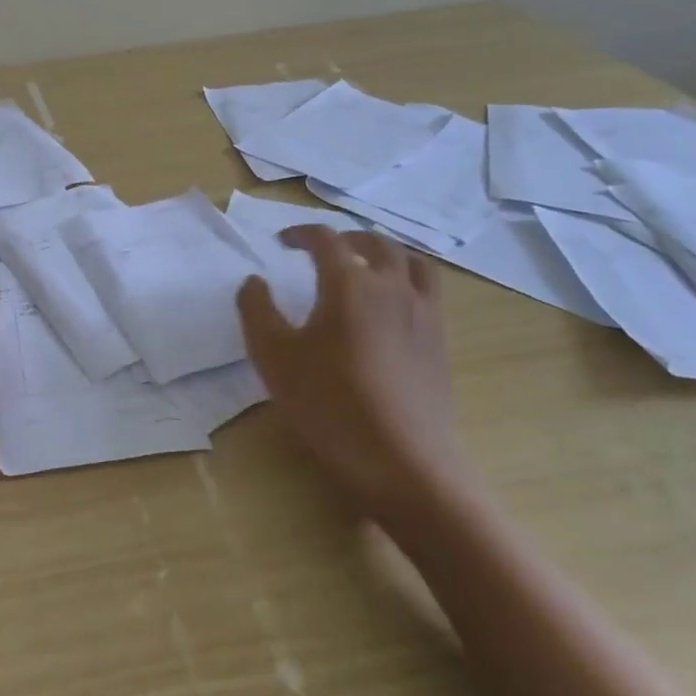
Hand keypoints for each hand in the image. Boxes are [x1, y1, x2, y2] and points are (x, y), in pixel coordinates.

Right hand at [236, 226, 463, 524]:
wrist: (403, 462)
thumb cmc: (329, 404)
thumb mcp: (273, 356)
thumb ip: (257, 309)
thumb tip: (255, 281)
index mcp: (349, 283)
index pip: (325, 239)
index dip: (300, 233)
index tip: (281, 241)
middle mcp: (391, 287)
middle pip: (374, 242)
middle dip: (344, 237)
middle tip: (322, 249)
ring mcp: (423, 313)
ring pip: (410, 261)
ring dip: (383, 252)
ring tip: (365, 265)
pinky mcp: (440, 342)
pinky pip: (428, 291)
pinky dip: (406, 280)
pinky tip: (390, 307)